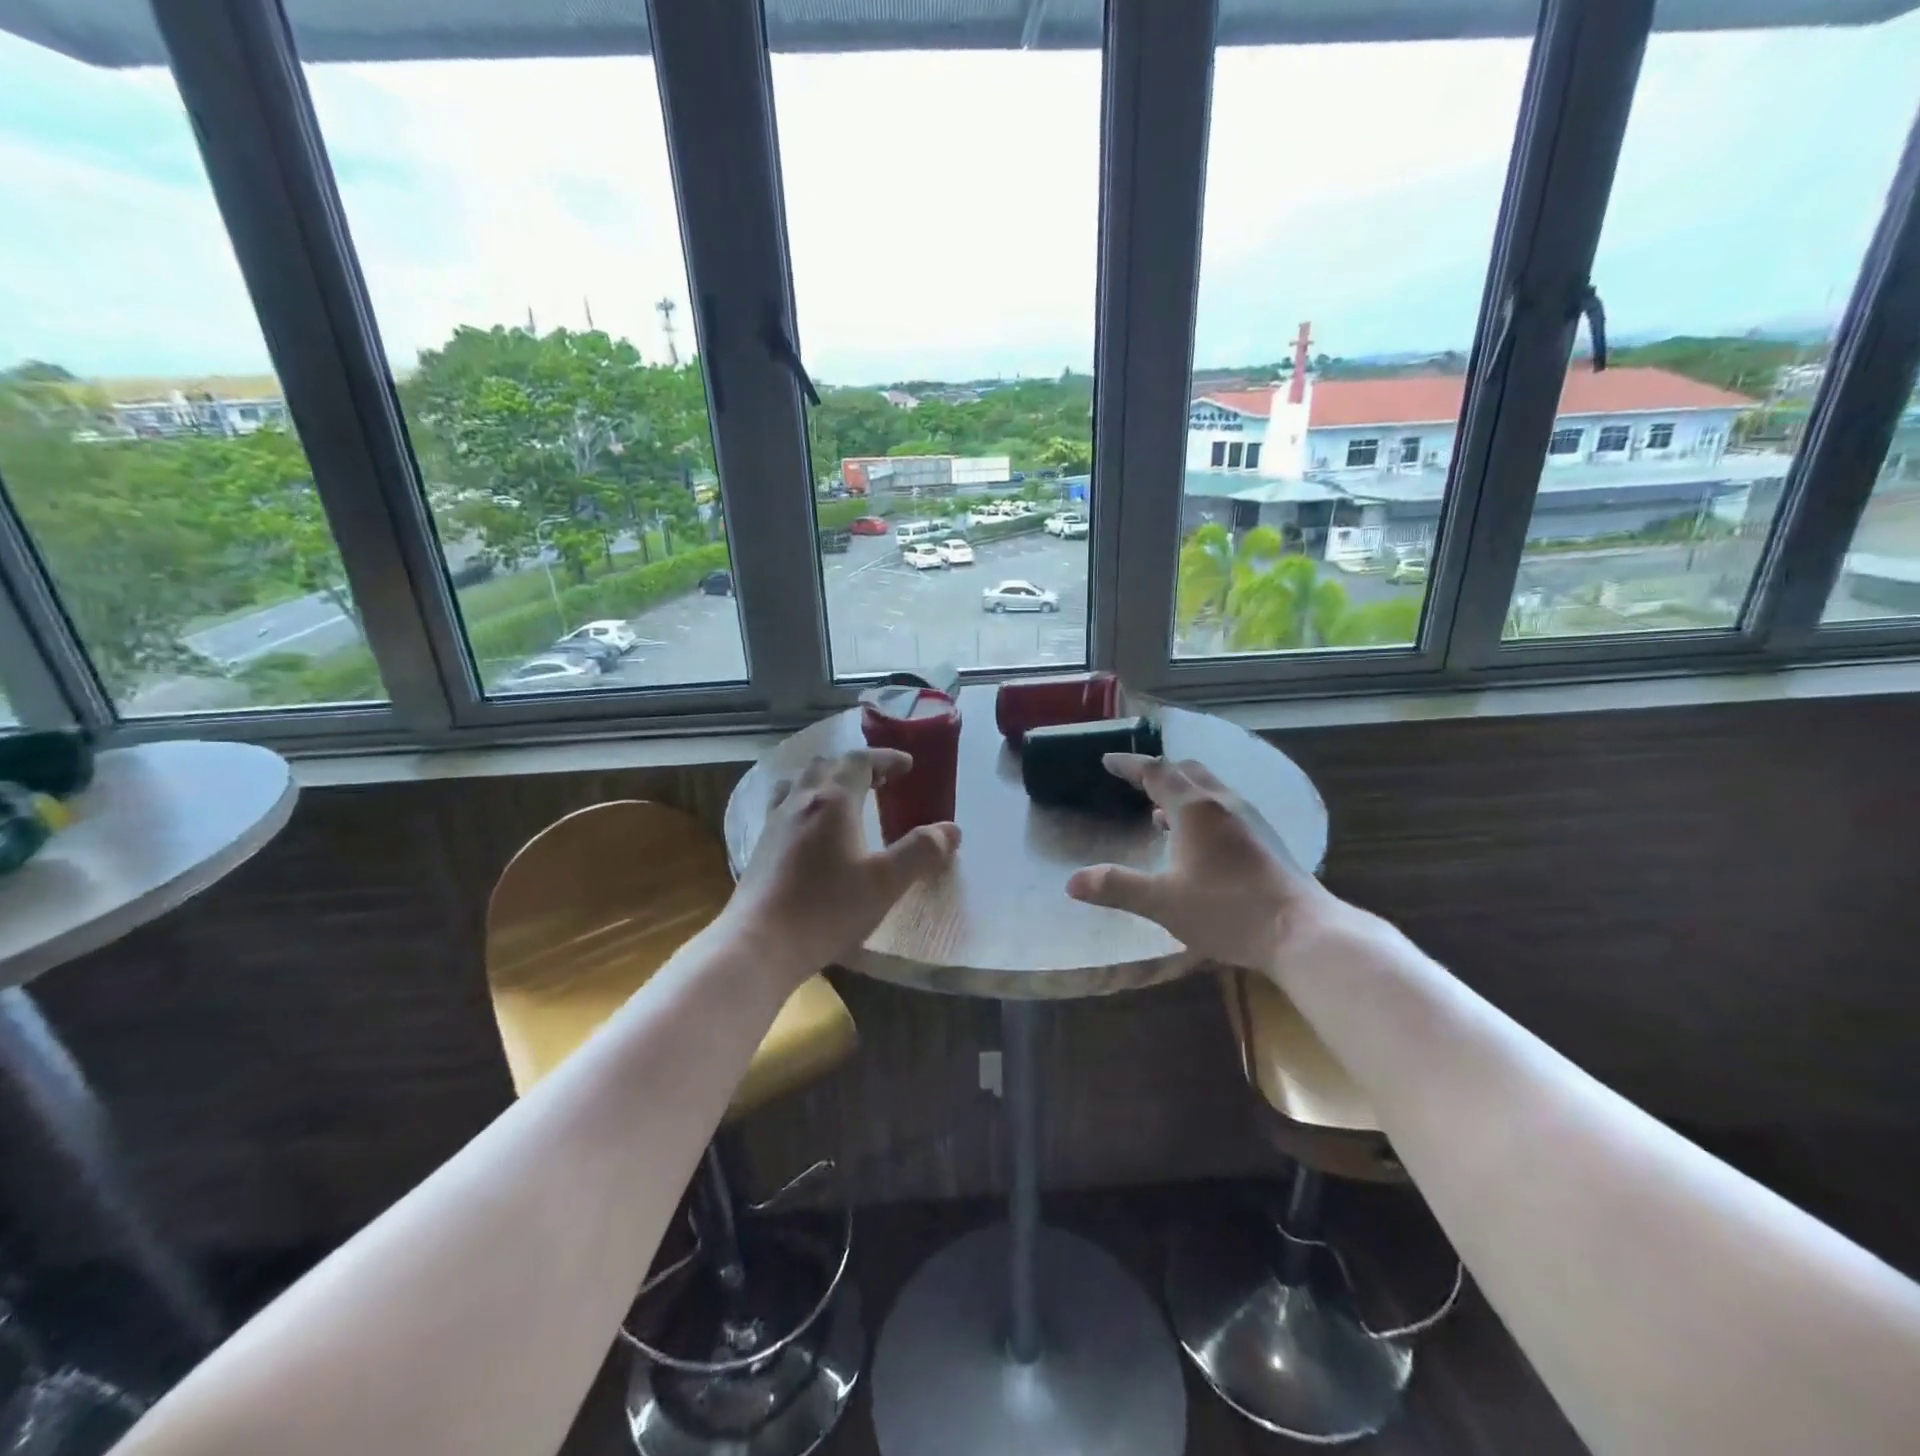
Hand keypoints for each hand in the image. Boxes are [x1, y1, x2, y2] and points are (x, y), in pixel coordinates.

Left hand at [724, 748, 959, 981]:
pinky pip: (785, 805)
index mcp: (833, 800)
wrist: (760, 943)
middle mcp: (801, 800)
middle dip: (857, 766)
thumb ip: (921, 852)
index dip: (886, 758)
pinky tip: (811, 828)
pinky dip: (805, 801)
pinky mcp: (761, 845)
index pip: (860, 760)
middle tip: (881, 781)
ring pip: (801, 781)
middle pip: (828, 764)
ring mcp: (775, 821)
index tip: (907, 765)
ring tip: (845, 798)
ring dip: (827, 779)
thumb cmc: (827, 908)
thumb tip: (951, 830)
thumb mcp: (885, 882)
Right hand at [1066, 754, 1336, 972]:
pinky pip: (1224, 806)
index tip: (1107, 761)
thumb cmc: (1226, 911)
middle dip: (1158, 772)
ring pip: (1209, 787)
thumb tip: (1072, 882)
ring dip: (1181, 790)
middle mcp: (1223, 803)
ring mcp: (1249, 819)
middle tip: (1134, 781)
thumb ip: (1116, 887)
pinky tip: (1196, 840)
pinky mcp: (1265, 838)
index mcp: (1195, 809)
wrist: (1302, 932)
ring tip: (1159, 810)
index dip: (1129, 764)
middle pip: (1187, 770)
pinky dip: (1201, 808)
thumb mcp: (1162, 902)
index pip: (1156, 772)